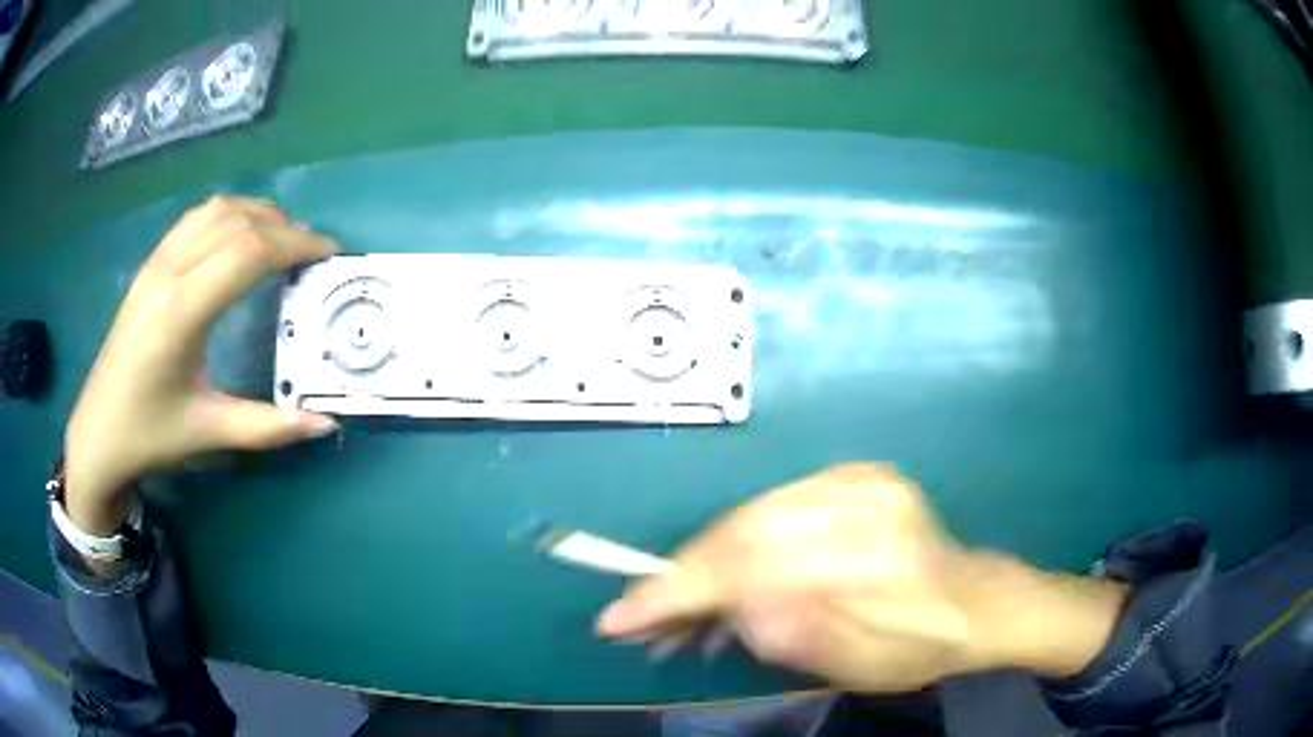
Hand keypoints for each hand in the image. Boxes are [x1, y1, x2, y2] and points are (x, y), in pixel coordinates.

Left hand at [64, 197, 339, 535]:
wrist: (97, 433)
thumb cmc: (149, 436)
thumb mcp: (209, 433)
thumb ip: (269, 427)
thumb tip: (327, 424)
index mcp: (180, 313)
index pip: (247, 253)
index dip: (294, 244)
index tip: (328, 254)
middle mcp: (167, 274)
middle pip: (236, 222)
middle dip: (283, 227)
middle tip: (312, 252)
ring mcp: (155, 264)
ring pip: (215, 210)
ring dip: (256, 214)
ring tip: (282, 239)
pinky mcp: (149, 266)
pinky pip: (195, 219)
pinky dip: (229, 216)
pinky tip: (240, 239)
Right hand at [596, 464, 1126, 691]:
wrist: (972, 602)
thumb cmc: (919, 648)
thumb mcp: (859, 666)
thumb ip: (792, 634)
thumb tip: (728, 607)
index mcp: (871, 557)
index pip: (750, 566)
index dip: (677, 592)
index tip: (620, 619)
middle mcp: (863, 503)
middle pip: (744, 530)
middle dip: (684, 575)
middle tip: (644, 614)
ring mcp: (861, 480)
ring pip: (753, 512)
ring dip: (707, 558)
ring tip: (680, 600)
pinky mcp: (857, 475)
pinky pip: (775, 504)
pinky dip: (740, 538)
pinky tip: (727, 570)